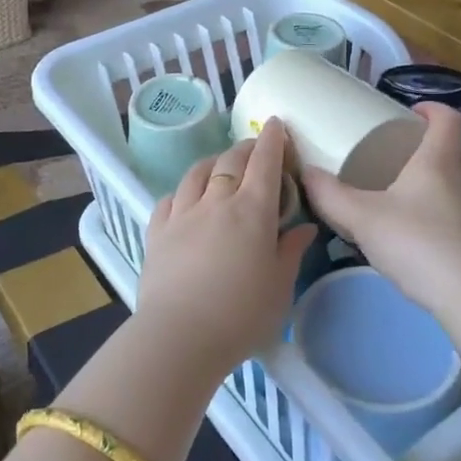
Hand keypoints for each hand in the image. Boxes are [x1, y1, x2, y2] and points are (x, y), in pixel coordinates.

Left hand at [134, 120, 317, 378]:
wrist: (180, 336)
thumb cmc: (241, 315)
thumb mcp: (280, 286)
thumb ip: (291, 251)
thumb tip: (303, 228)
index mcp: (252, 210)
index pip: (265, 162)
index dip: (273, 140)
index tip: (276, 124)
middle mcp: (216, 201)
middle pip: (231, 161)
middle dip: (246, 148)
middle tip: (255, 149)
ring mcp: (182, 214)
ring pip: (197, 173)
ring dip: (213, 162)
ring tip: (220, 166)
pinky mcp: (157, 232)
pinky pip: (170, 198)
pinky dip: (183, 191)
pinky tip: (186, 198)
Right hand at [301, 103, 460, 347]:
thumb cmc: (417, 244)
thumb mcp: (362, 218)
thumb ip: (330, 196)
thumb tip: (305, 173)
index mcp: (438, 163)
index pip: (449, 119)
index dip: (434, 108)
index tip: (411, 112)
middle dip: (440, 145)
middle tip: (409, 152)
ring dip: (445, 181)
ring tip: (411, 193)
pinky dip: (447, 215)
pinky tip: (422, 233)